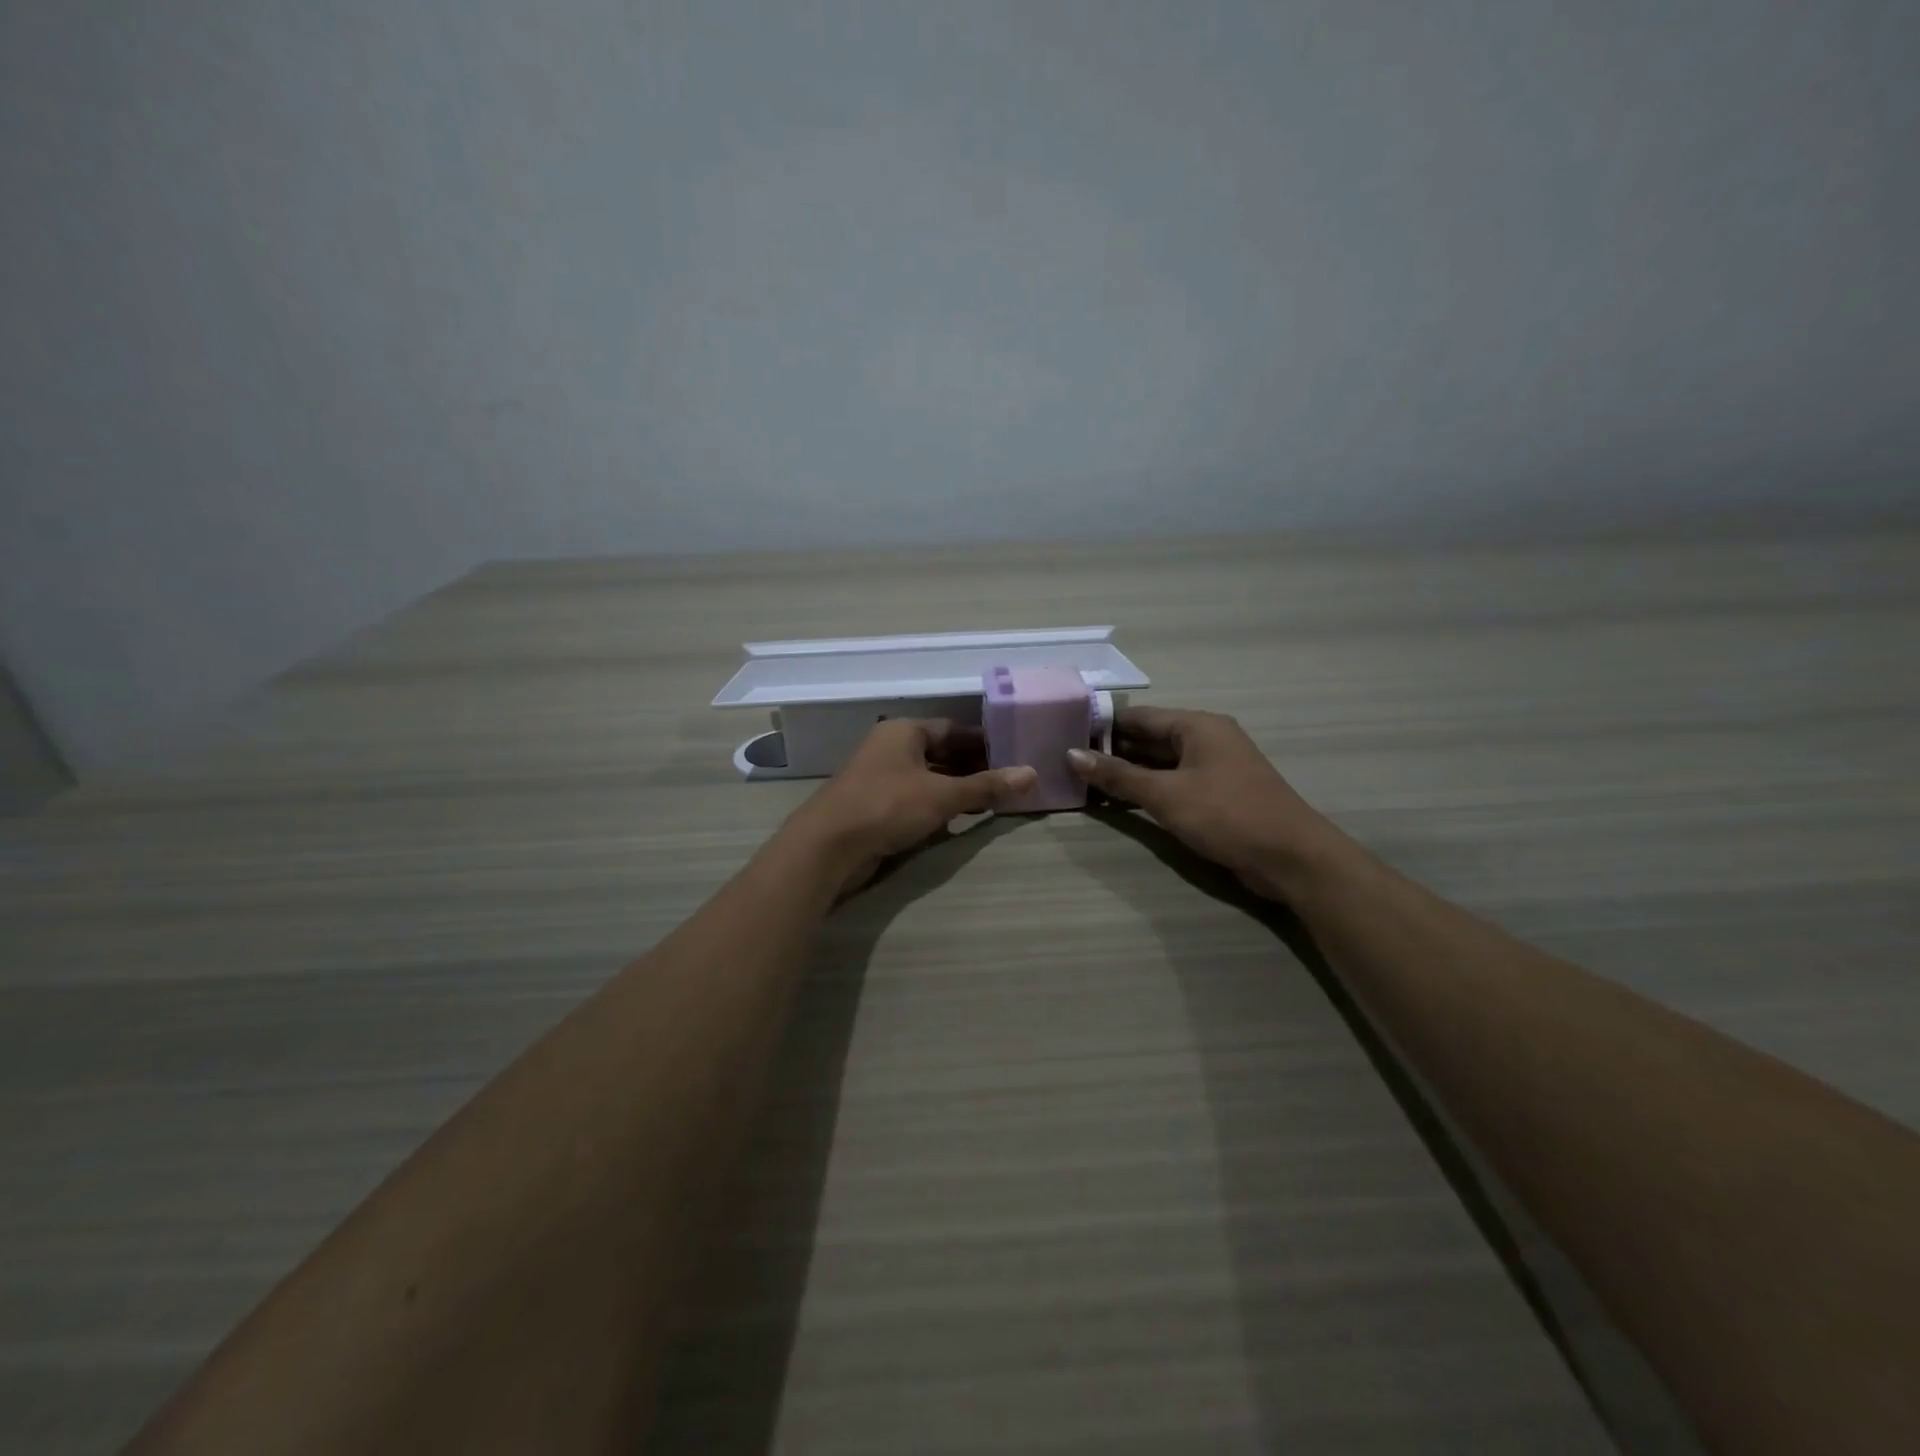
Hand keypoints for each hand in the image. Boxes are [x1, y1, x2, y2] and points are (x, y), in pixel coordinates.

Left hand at [783, 719, 1036, 896]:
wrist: (828, 847)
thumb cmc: (887, 806)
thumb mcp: (943, 795)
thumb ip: (986, 786)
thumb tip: (1032, 774)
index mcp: (904, 731)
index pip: (953, 729)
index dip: (984, 741)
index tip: (1013, 754)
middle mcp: (890, 747)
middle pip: (940, 752)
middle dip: (972, 767)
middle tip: (1008, 781)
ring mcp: (879, 777)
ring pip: (927, 777)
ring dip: (956, 788)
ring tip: (991, 802)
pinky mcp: (874, 805)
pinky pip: (914, 797)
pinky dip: (937, 804)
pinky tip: (957, 820)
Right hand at [1067, 707, 1348, 899]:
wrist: (1292, 858)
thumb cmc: (1227, 815)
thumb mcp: (1166, 795)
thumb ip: (1118, 776)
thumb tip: (1071, 756)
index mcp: (1197, 726)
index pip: (1138, 717)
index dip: (1101, 726)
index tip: (1065, 737)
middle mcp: (1206, 739)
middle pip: (1148, 739)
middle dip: (1111, 752)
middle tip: (1068, 765)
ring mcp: (1213, 768)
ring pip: (1159, 764)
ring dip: (1127, 774)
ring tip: (1083, 784)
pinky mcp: (1217, 795)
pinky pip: (1173, 784)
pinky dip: (1147, 791)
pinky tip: (1118, 804)